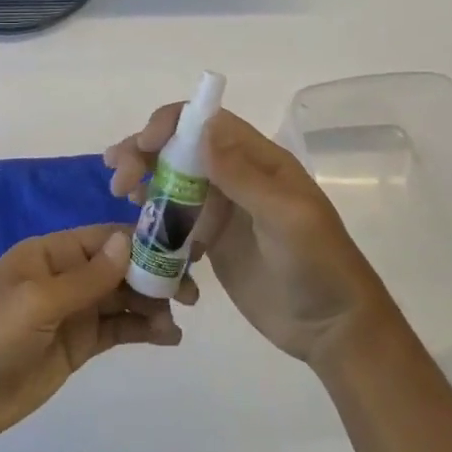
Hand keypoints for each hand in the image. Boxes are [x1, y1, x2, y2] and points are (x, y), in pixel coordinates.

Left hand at [0, 224, 189, 442]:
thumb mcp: (38, 299)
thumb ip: (87, 277)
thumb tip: (129, 241)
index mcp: (51, 252)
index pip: (105, 239)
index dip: (143, 243)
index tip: (181, 253)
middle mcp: (65, 276)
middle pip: (119, 268)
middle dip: (154, 276)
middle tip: (191, 294)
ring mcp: (72, 312)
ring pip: (122, 300)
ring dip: (152, 306)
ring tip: (177, 322)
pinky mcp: (76, 346)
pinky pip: (116, 330)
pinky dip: (142, 331)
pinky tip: (167, 338)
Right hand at [105, 107, 390, 370]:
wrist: (332, 329)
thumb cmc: (318, 266)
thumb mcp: (286, 218)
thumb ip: (242, 175)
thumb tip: (201, 127)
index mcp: (258, 159)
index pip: (206, 122)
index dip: (169, 125)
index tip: (141, 146)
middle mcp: (236, 175)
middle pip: (180, 148)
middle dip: (145, 153)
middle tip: (119, 180)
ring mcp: (222, 208)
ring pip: (172, 180)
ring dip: (144, 181)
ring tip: (123, 197)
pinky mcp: (211, 240)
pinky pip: (174, 219)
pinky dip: (153, 218)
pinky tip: (139, 232)